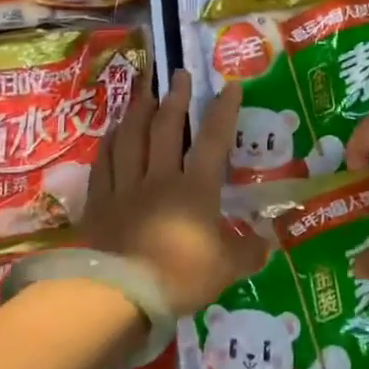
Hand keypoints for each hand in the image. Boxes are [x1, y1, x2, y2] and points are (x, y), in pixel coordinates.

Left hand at [79, 71, 266, 316]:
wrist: (118, 294)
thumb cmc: (179, 276)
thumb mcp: (225, 269)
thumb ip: (248, 253)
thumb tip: (269, 243)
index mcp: (195, 188)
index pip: (213, 140)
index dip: (223, 111)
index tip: (229, 86)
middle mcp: (159, 177)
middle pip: (166, 128)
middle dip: (175, 98)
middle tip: (178, 74)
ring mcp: (125, 188)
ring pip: (130, 139)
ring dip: (138, 112)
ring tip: (145, 94)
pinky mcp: (98, 204)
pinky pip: (103, 164)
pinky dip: (109, 143)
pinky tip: (111, 133)